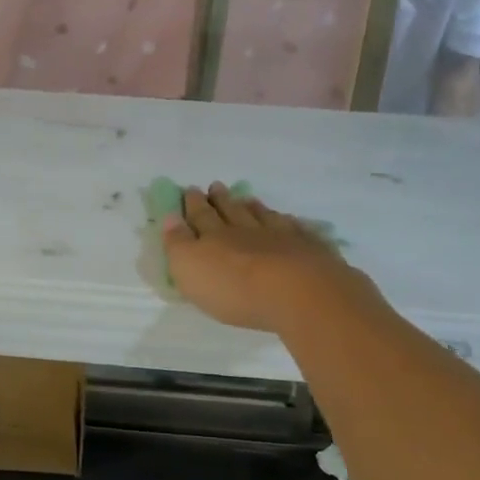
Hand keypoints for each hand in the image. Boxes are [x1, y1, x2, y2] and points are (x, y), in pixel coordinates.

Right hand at [162, 184, 389, 336]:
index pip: (200, 215)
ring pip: (263, 217)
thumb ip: (177, 243)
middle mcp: (246, 230)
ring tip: (247, 198)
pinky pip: (296, 230)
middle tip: (215, 186)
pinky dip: (288, 223)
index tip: (189, 189)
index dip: (193, 203)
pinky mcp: (310, 251)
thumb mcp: (190, 269)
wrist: (298, 293)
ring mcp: (281, 237)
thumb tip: (170, 217)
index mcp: (214, 236)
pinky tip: (288, 221)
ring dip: (252, 207)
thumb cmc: (234, 288)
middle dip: (220, 200)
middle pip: (231, 211)